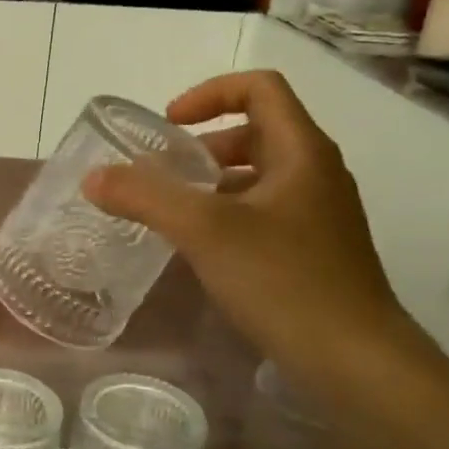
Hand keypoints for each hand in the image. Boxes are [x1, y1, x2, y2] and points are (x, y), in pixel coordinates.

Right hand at [83, 70, 414, 383]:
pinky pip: (263, 213)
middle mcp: (315, 173)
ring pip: (258, 176)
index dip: (209, 93)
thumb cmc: (283, 280)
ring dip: (211, 183)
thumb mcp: (204, 230)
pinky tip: (200, 250)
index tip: (168, 125)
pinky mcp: (314, 251)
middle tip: (162, 174)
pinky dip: (226, 215)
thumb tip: (94, 177)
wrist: (355, 360)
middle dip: (203, 145)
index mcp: (301, 151)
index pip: (260, 88)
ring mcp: (318, 214)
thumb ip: (144, 197)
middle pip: (257, 131)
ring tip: (172, 213)